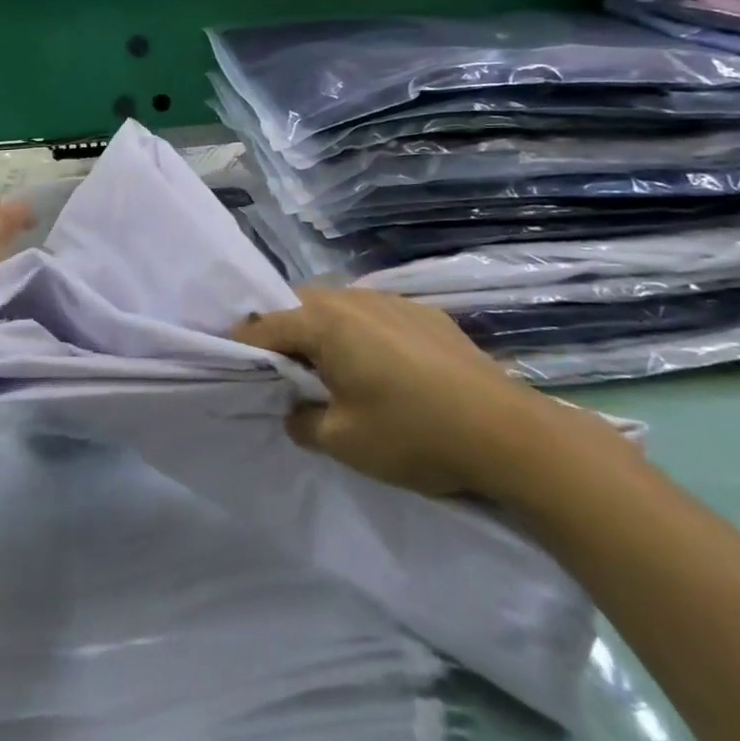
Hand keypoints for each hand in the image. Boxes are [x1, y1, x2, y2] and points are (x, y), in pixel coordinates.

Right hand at [233, 285, 602, 503]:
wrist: (506, 432)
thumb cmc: (413, 434)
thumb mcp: (343, 442)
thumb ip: (302, 421)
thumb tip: (295, 408)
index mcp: (324, 321)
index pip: (264, 326)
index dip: (243, 348)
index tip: (232, 370)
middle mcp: (353, 298)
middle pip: (299, 308)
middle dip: (284, 337)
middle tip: (283, 377)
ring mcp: (392, 300)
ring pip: (337, 308)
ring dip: (323, 333)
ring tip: (331, 373)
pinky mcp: (424, 313)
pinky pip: (373, 315)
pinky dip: (360, 335)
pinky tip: (382, 370)